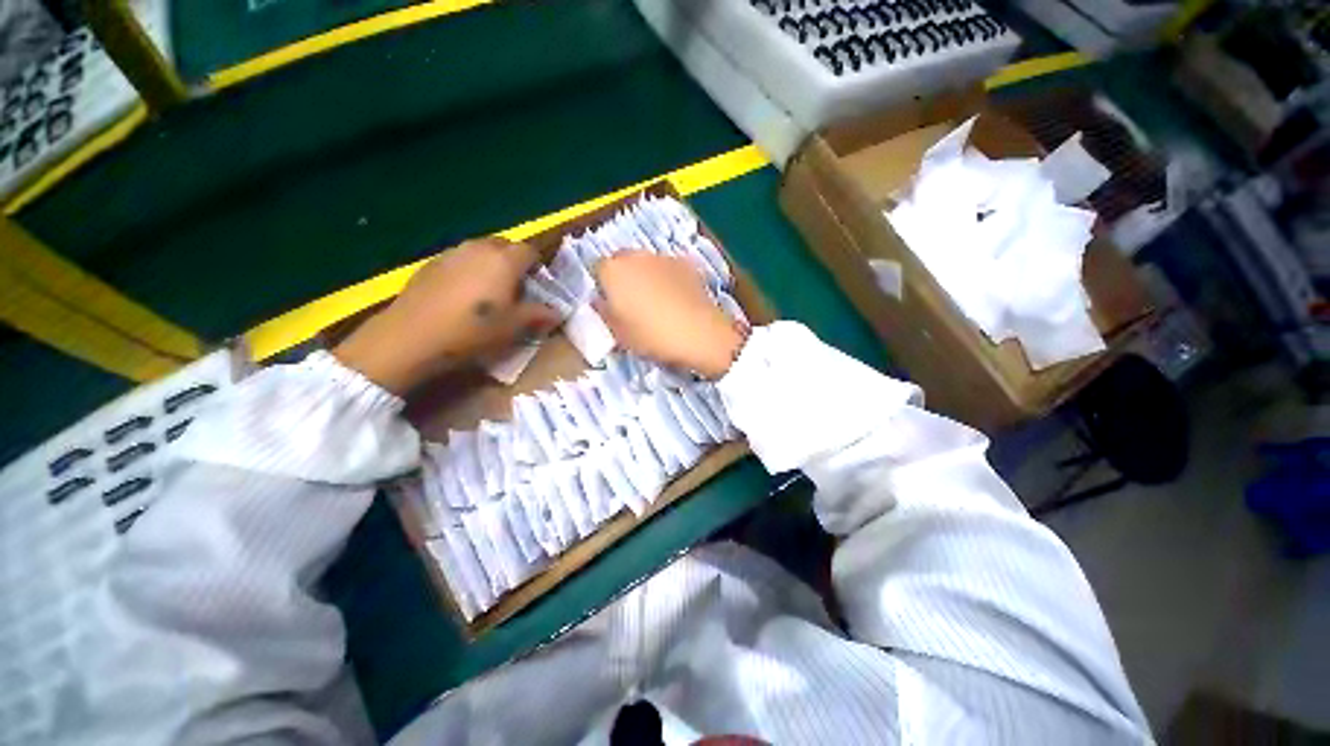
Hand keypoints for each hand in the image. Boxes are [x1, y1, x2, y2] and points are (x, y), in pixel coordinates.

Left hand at [334, 238, 558, 394]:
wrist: (412, 336)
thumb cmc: (473, 330)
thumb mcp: (513, 327)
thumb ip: (538, 315)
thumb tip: (558, 312)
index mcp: (504, 261)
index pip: (529, 251)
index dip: (537, 265)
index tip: (538, 285)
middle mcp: (479, 248)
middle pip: (505, 245)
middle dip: (515, 262)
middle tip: (516, 288)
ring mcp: (452, 253)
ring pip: (480, 250)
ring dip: (491, 264)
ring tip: (490, 291)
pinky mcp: (431, 263)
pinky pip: (460, 259)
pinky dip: (468, 270)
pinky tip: (462, 294)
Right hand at [595, 252, 744, 378]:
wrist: (698, 334)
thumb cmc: (651, 336)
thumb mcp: (618, 333)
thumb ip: (604, 313)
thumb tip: (601, 302)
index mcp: (612, 271)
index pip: (598, 270)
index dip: (604, 288)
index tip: (611, 305)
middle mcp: (635, 256)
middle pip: (622, 262)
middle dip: (624, 278)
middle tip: (633, 304)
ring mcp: (663, 257)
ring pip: (646, 264)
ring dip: (647, 277)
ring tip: (658, 303)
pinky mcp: (686, 263)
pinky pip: (668, 269)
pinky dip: (668, 279)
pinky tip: (677, 300)